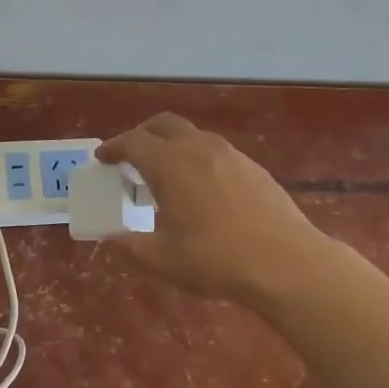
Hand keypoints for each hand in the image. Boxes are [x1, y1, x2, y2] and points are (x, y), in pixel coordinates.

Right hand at [98, 113, 326, 303]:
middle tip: (130, 157)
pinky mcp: (254, 168)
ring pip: (193, 136)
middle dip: (142, 135)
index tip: (102, 158)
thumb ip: (132, 245)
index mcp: (170, 164)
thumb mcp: (163, 259)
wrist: (286, 263)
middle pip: (164, 125)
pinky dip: (198, 159)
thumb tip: (116, 238)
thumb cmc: (216, 260)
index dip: (113, 147)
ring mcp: (231, 155)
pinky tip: (202, 189)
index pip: (133, 142)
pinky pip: (216, 152)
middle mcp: (199, 148)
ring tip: (166, 174)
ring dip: (173, 146)